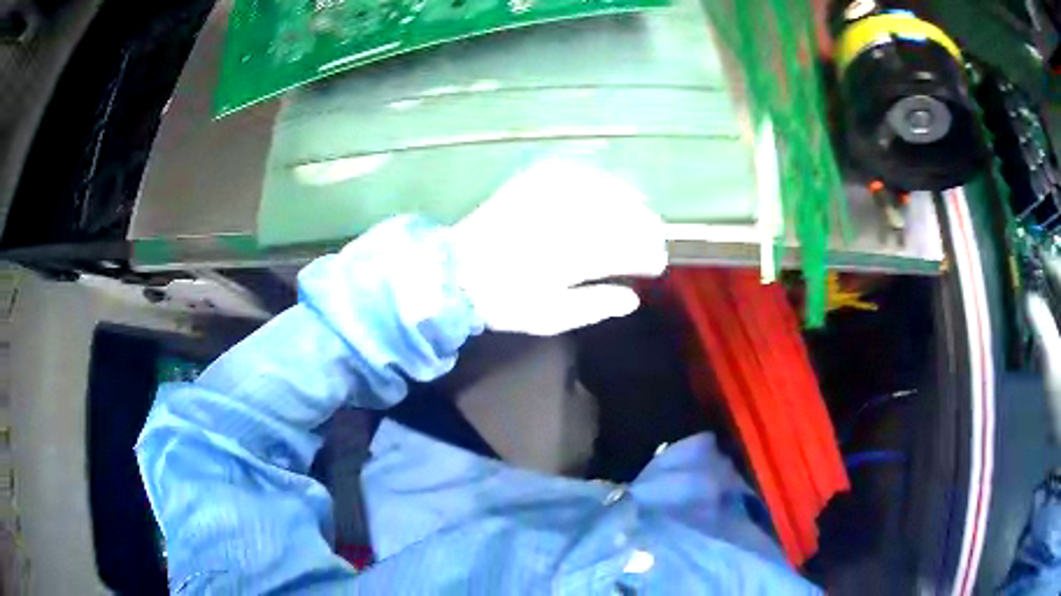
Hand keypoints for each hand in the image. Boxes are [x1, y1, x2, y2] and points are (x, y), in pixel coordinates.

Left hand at [450, 160, 667, 335]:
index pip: (625, 250)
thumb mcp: (550, 316)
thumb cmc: (505, 300)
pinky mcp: (528, 183)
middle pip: (619, 215)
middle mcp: (564, 221)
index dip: (648, 255)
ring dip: (628, 198)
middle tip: (656, 237)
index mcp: (571, 257)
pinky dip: (594, 176)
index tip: (658, 264)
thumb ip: (595, 306)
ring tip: (642, 207)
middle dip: (646, 226)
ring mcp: (546, 198)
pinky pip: (571, 170)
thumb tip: (633, 299)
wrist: (456, 273)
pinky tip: (606, 182)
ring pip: (601, 189)